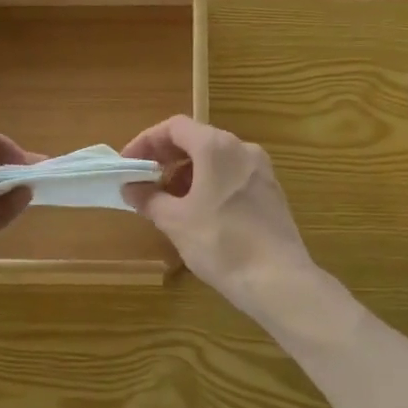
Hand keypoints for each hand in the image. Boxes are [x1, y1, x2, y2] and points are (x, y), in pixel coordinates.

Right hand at [120, 116, 316, 313]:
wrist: (279, 280)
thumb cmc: (221, 243)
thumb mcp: (175, 221)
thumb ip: (149, 198)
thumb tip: (130, 188)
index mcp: (217, 147)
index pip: (174, 127)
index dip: (146, 141)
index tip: (128, 164)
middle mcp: (242, 149)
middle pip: (196, 139)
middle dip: (166, 158)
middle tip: (143, 181)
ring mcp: (261, 170)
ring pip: (215, 159)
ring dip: (187, 172)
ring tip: (168, 201)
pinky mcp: (271, 192)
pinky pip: (232, 175)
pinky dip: (209, 183)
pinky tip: (198, 212)